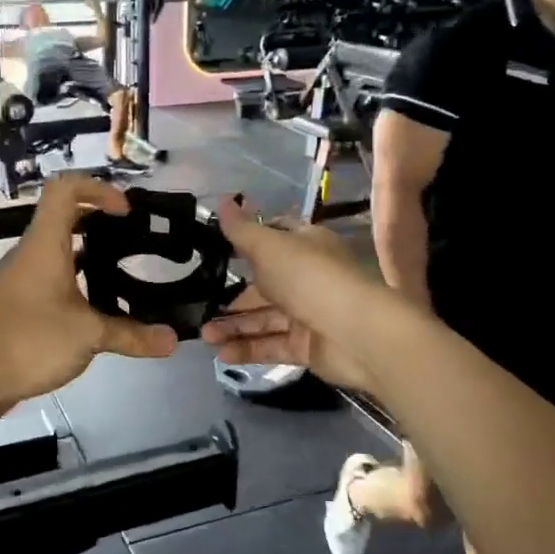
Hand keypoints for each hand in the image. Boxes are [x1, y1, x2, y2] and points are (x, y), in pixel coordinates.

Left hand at [0, 175, 176, 417]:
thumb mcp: (88, 336)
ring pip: (57, 246)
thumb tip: (172, 339)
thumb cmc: (30, 341)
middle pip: (62, 214)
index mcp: (44, 245)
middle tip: (133, 235)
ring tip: (123, 266)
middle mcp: (30, 252)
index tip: (125, 212)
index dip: (97, 188)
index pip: (65, 189)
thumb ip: (132, 335)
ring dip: (88, 249)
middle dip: (99, 217)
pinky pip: (51, 273)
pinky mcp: (19, 300)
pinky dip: (76, 275)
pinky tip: (97, 301)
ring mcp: (21, 276)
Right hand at [197, 198, 394, 391]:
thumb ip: (242, 230)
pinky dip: (248, 349)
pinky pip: (272, 345)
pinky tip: (222, 354)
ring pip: (263, 318)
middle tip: (196, 306)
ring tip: (203, 336)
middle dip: (229, 296)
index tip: (210, 254)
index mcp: (304, 246)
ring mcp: (308, 314)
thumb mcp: (270, 247)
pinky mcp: (307, 347)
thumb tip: (221, 199)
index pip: (270, 239)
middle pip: (261, 285)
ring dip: (233, 326)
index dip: (242, 245)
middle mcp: (306, 277)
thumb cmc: (311, 278)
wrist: (358, 334)